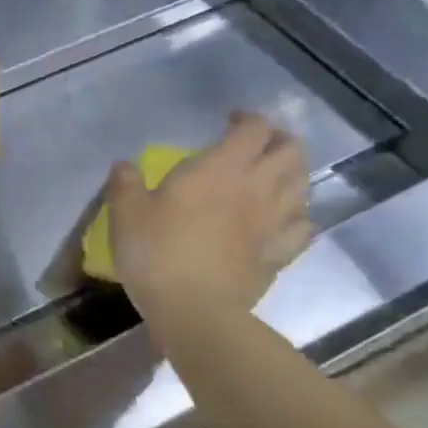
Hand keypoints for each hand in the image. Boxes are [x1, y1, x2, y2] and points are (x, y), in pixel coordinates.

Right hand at [104, 112, 310, 323]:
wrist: (194, 308)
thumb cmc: (156, 252)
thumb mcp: (125, 214)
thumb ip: (125, 184)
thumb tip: (124, 165)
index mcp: (219, 168)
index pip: (253, 128)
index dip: (247, 119)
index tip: (229, 122)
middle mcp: (256, 187)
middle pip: (290, 150)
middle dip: (277, 140)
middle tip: (255, 146)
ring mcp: (274, 221)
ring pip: (303, 184)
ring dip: (292, 173)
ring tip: (272, 177)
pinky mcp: (279, 252)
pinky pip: (303, 226)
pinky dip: (298, 216)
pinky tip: (284, 220)